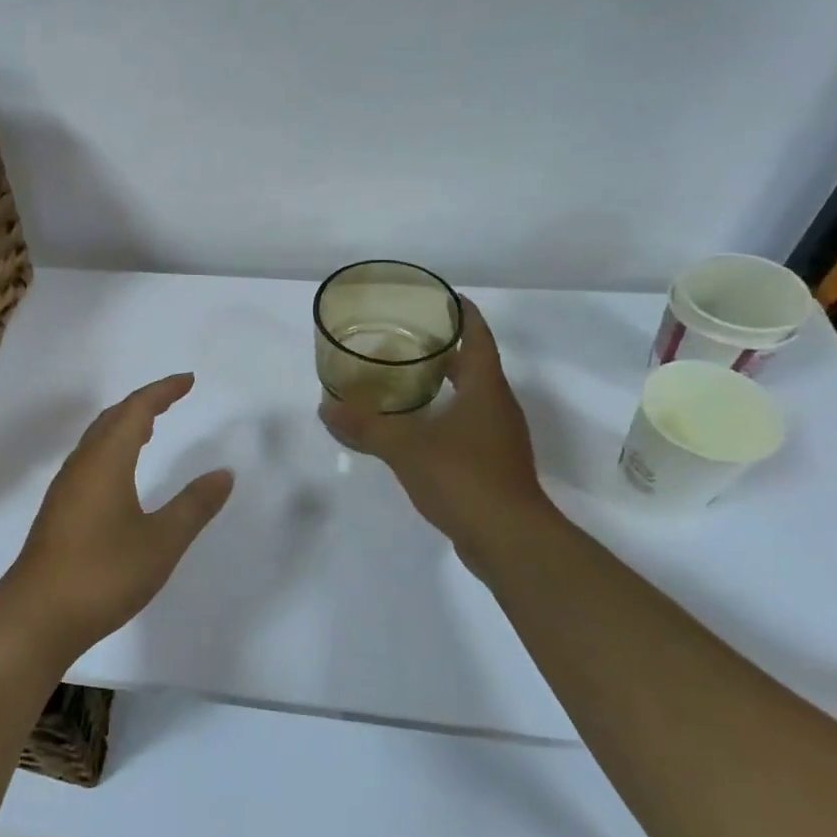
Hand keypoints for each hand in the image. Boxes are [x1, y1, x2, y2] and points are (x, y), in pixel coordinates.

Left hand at [0, 374, 233, 657]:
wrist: (36, 616)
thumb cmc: (103, 573)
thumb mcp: (162, 541)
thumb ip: (194, 505)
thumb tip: (223, 473)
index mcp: (106, 460)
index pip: (136, 410)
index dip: (163, 391)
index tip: (188, 380)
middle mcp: (82, 465)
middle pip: (112, 418)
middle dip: (144, 402)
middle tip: (173, 398)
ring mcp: (66, 488)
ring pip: (97, 440)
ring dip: (124, 425)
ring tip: (151, 427)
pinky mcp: (59, 510)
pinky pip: (90, 460)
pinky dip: (113, 448)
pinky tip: (122, 473)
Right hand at [319, 298, 553, 539]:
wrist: (510, 540)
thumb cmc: (464, 478)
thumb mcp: (406, 448)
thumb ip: (366, 427)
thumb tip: (326, 410)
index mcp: (486, 388)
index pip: (478, 336)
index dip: (462, 312)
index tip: (438, 296)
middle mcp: (498, 406)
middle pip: (475, 364)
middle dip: (444, 348)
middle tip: (405, 338)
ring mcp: (499, 437)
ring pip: (471, 397)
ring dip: (444, 383)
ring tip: (404, 378)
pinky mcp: (494, 464)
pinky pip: (468, 425)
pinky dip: (444, 416)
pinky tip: (416, 427)